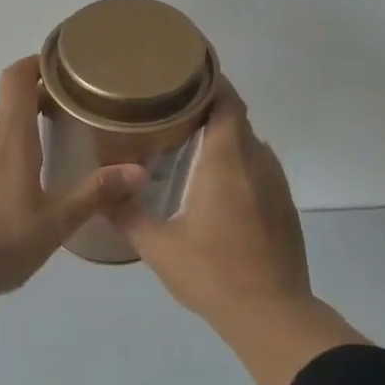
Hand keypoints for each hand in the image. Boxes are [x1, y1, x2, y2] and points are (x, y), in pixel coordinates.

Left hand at [0, 56, 147, 303]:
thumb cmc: (1, 244)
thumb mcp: (55, 224)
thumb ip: (95, 193)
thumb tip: (140, 171)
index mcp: (12, 139)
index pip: (17, 80)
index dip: (33, 66)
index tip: (52, 69)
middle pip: (5, 106)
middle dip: (28, 108)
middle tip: (51, 125)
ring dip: (1, 133)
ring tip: (17, 158)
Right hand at [108, 78, 367, 384]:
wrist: (271, 314)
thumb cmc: (212, 274)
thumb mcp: (158, 247)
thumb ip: (127, 215)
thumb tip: (100, 193)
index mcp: (227, 163)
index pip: (226, 103)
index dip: (210, 81)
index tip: (184, 71)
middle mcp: (257, 164)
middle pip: (237, 118)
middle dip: (209, 106)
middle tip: (170, 106)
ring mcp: (276, 186)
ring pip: (250, 144)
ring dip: (224, 135)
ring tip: (189, 139)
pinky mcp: (283, 207)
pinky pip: (259, 167)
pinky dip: (237, 161)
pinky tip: (213, 182)